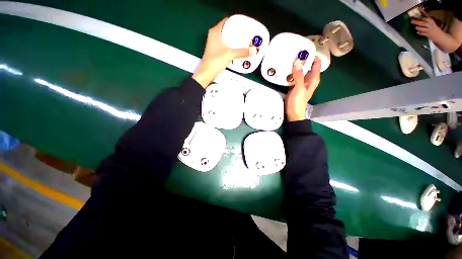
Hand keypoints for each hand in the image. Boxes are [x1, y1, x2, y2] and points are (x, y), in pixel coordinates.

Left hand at [192, 18, 250, 87]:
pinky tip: (236, 50)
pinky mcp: (215, 52)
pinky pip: (225, 46)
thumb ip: (242, 52)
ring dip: (233, 40)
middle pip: (227, 30)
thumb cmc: (215, 61)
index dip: (235, 21)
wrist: (207, 73)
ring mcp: (214, 44)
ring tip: (243, 41)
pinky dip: (230, 47)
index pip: (226, 21)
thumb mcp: (230, 54)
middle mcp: (213, 36)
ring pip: (226, 38)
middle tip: (245, 33)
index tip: (243, 24)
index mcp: (215, 31)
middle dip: (236, 31)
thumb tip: (253, 50)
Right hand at [285, 57, 320, 121]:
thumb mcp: (299, 88)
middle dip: (303, 59)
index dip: (313, 55)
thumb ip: (299, 76)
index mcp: (313, 79)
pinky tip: (286, 69)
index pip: (317, 63)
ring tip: (289, 58)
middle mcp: (308, 79)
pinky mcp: (294, 86)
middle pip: (308, 66)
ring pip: (300, 71)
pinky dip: (291, 72)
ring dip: (296, 65)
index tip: (306, 48)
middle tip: (295, 51)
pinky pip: (294, 76)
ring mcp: (301, 82)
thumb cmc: (298, 102)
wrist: (292, 113)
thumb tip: (297, 62)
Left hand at [411, 9, 442, 39]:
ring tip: (416, 27)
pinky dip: (419, 33)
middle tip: (411, 21)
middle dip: (416, 22)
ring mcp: (428, 29)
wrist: (438, 35)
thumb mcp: (429, 20)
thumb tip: (420, 10)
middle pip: (422, 22)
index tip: (415, 13)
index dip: (420, 14)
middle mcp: (429, 24)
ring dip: (418, 28)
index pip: (424, 16)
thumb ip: (424, 16)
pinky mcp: (428, 34)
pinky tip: (417, 32)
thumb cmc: (433, 27)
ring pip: (422, 28)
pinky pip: (422, 33)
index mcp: (429, 20)